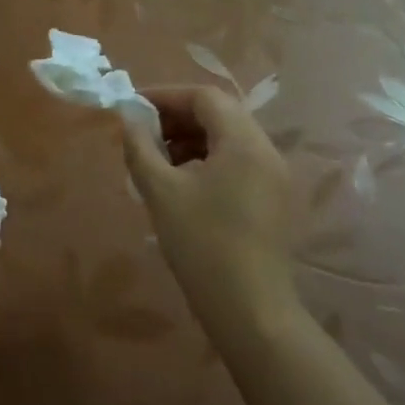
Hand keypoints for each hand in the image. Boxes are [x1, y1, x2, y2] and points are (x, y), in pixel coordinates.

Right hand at [122, 86, 299, 353]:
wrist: (249, 309)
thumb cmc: (202, 244)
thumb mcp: (160, 191)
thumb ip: (141, 147)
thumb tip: (128, 119)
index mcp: (244, 142)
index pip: (205, 97)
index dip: (166, 96)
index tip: (133, 108)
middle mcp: (267, 151)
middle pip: (220, 114)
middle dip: (177, 117)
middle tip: (142, 133)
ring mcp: (275, 177)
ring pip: (229, 138)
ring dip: (191, 139)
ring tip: (158, 159)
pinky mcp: (274, 200)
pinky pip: (238, 162)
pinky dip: (208, 159)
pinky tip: (182, 183)